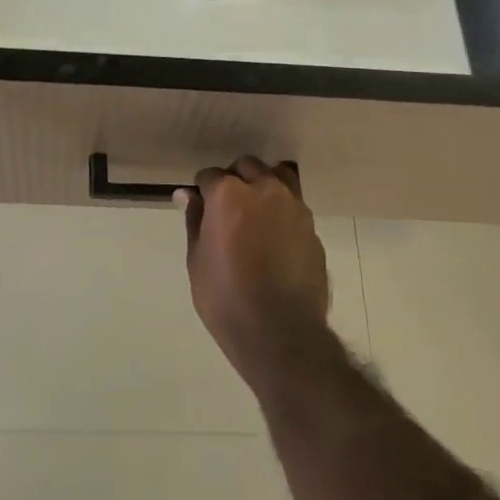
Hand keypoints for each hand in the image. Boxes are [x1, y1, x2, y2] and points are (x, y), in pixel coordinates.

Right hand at [176, 157, 329, 378]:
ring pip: (278, 177)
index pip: (210, 175)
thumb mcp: (197, 260)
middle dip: (234, 180)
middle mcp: (264, 189)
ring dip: (263, 186)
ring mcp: (294, 207)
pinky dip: (282, 212)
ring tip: (255, 214)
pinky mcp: (312, 228)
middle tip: (226, 210)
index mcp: (229, 194)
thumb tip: (187, 195)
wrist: (280, 331)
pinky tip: (275, 240)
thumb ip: (194, 220)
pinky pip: (294, 206)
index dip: (202, 191)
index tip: (200, 209)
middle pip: (247, 167)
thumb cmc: (226, 297)